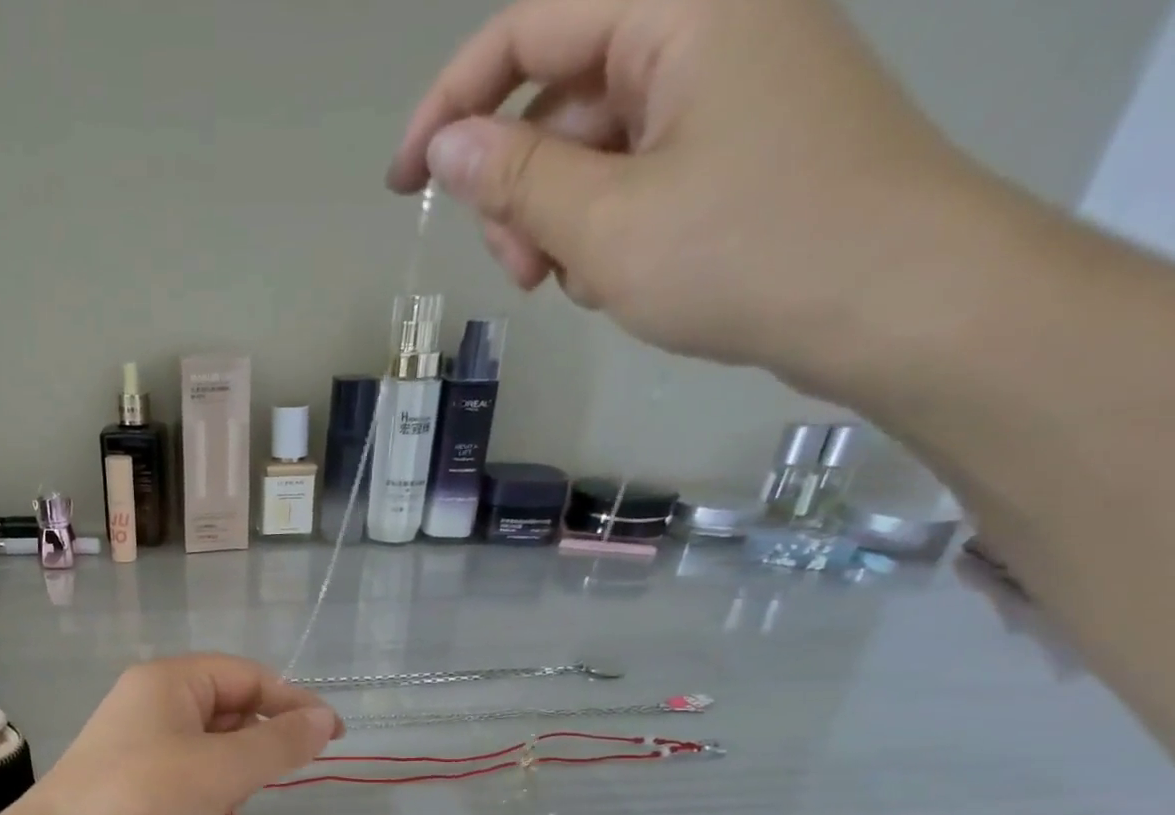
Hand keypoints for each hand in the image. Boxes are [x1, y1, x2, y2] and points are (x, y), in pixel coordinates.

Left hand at [24, 655, 343, 814]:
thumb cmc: (146, 797)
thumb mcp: (224, 768)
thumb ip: (279, 743)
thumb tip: (324, 720)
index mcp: (169, 681)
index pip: (247, 676)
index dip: (294, 702)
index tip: (334, 736)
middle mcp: (150, 706)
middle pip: (227, 710)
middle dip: (261, 741)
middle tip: (290, 772)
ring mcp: (137, 748)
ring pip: (209, 749)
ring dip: (238, 773)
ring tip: (248, 802)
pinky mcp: (131, 788)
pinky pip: (186, 781)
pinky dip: (211, 797)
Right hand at [389, 0, 984, 394]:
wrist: (896, 300)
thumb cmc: (745, 251)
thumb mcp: (606, 223)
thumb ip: (515, 179)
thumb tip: (444, 149)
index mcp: (681, 5)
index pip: (529, 27)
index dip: (450, 105)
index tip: (403, 184)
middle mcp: (707, 23)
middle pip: (560, 96)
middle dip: (519, 189)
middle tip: (523, 272)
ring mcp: (727, 85)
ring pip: (594, 146)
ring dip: (560, 220)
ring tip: (577, 285)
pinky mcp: (739, 141)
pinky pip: (637, 172)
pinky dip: (606, 227)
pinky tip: (618, 278)